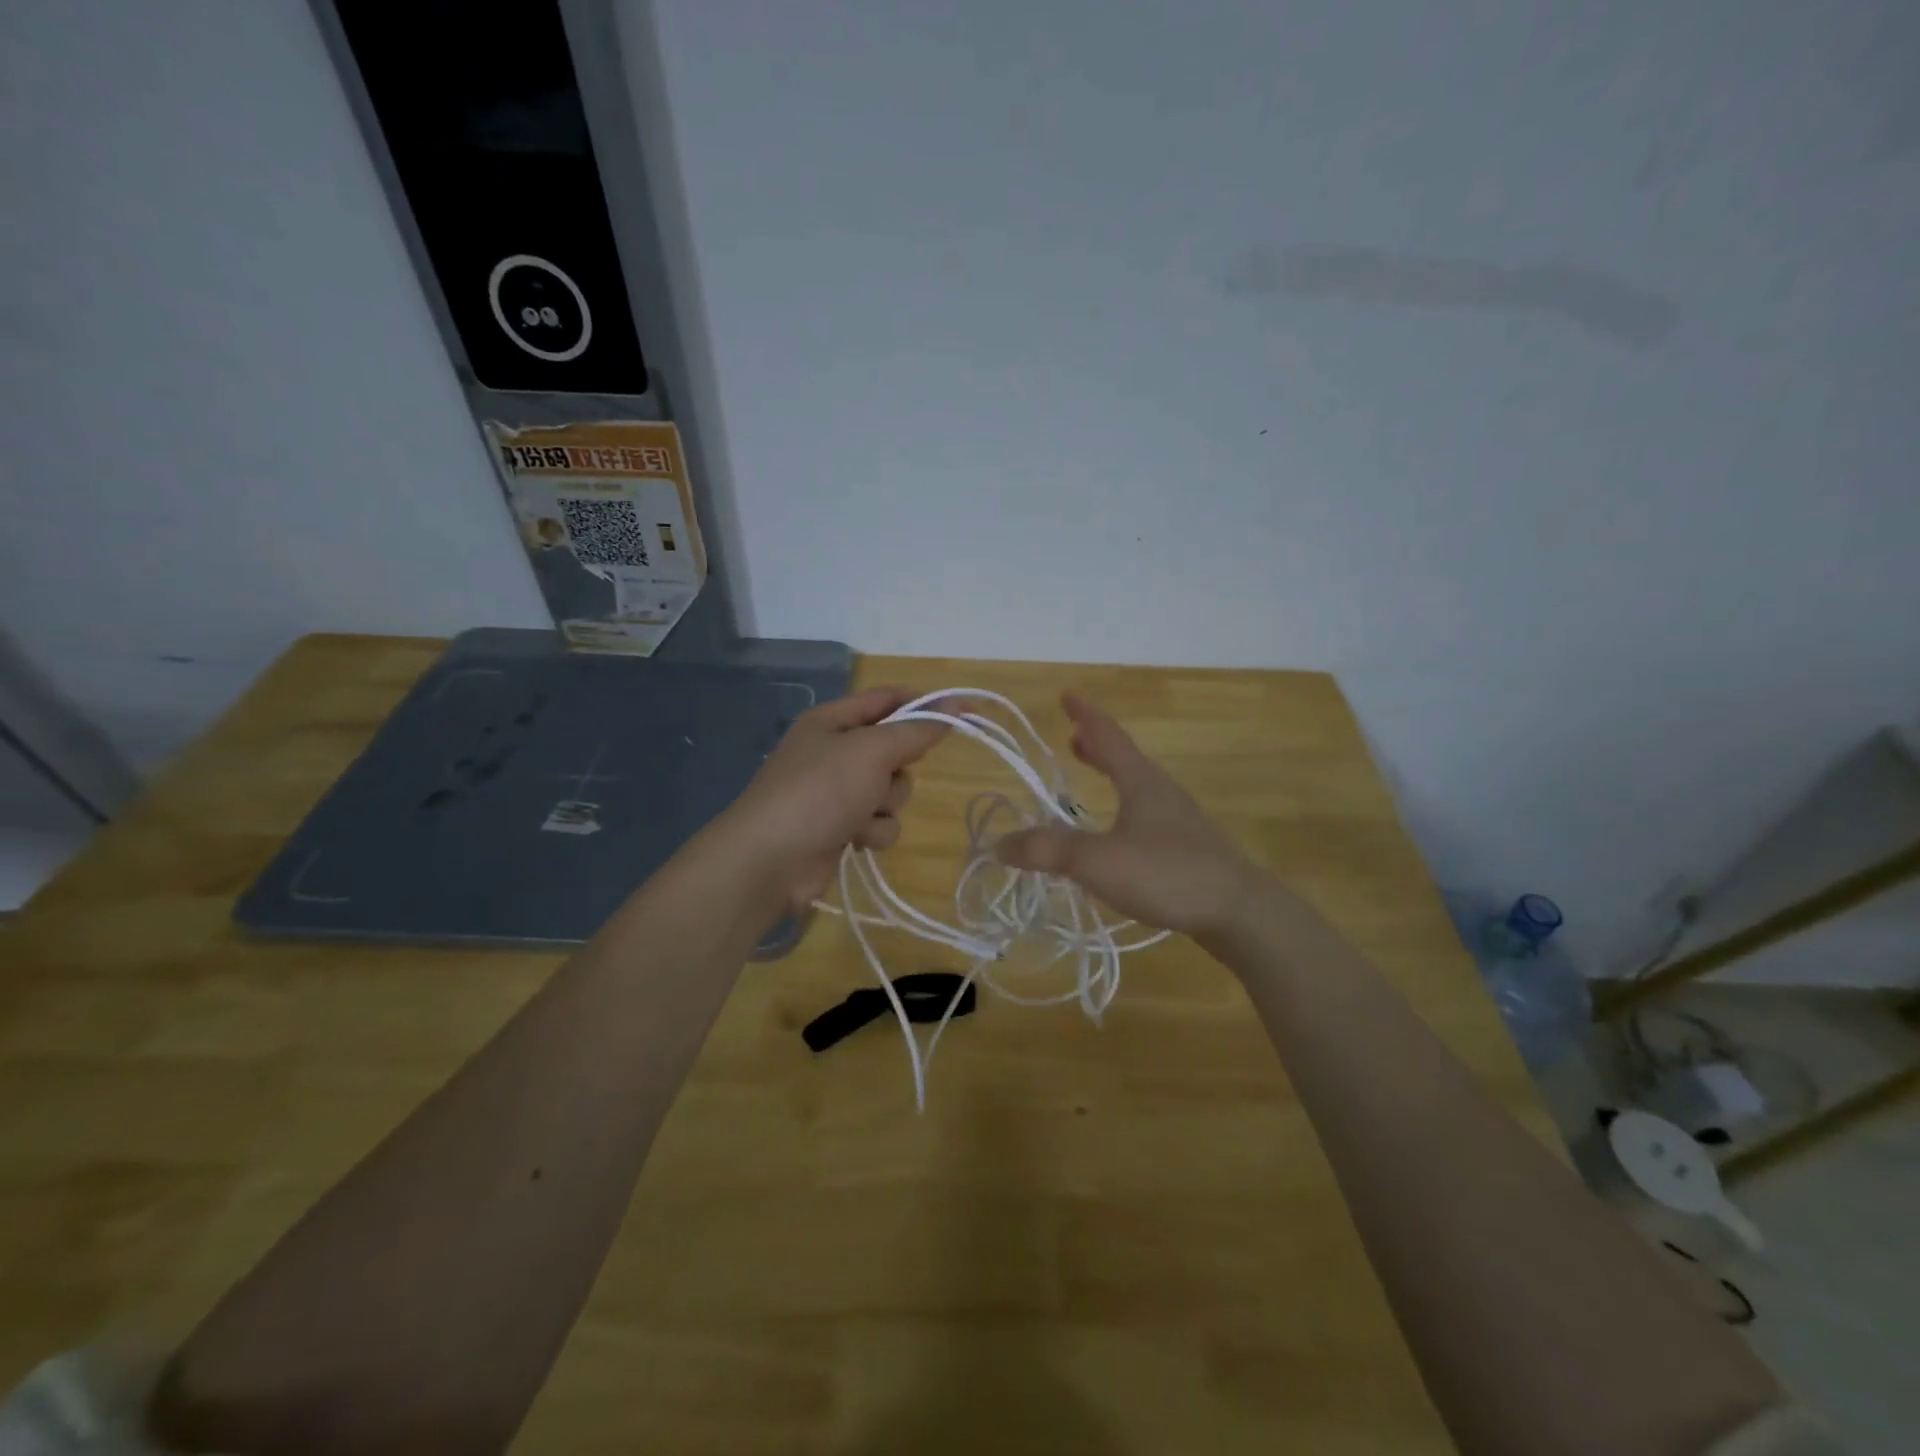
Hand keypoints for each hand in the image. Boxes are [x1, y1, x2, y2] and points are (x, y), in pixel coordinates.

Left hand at [713, 687, 946, 912]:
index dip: (924, 704)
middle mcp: (835, 752)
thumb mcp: (872, 751)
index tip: (961, 714)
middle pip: (895, 750)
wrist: (771, 860)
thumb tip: (955, 706)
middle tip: (881, 777)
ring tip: (860, 815)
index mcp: (833, 720)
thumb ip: (916, 730)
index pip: (888, 699)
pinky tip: (854, 840)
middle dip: (898, 769)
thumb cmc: (819, 792)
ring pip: (892, 791)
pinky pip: (880, 822)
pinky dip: (873, 831)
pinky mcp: (841, 827)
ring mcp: (837, 792)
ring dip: (885, 806)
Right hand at [994, 692, 1266, 938]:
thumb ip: (1047, 852)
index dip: (1085, 714)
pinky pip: (1146, 812)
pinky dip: (1123, 805)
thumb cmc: (1167, 873)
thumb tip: (999, 844)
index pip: (1108, 735)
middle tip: (1073, 737)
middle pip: (1124, 757)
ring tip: (1092, 774)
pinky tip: (1118, 833)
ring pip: (1137, 784)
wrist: (1239, 911)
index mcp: (1140, 780)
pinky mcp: (1187, 847)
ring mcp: (1178, 819)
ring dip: (1111, 773)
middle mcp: (1160, 791)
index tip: (1067, 694)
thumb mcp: (1097, 861)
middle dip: (1096, 744)